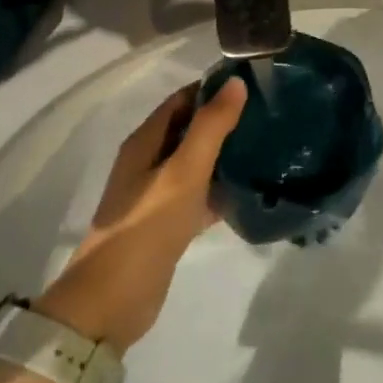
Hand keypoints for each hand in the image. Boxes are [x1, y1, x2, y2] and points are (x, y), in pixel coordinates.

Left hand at [32, 77, 246, 352]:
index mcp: (145, 142)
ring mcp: (158, 195)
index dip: (213, 88)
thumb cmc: (147, 225)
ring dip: (225, 154)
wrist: (113, 300)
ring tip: (268, 145)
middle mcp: (149, 162)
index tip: (255, 82)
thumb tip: (236, 83)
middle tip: (269, 113)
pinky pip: (199, 195)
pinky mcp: (168, 224)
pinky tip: (251, 190)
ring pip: (196, 163)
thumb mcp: (183, 171)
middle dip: (224, 119)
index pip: (182, 99)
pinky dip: (221, 189)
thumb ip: (210, 127)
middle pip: (189, 129)